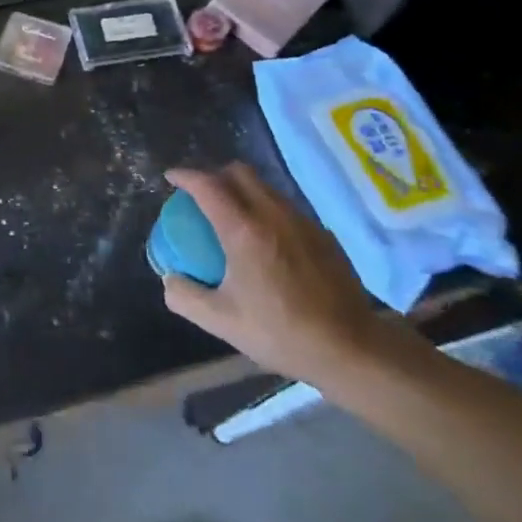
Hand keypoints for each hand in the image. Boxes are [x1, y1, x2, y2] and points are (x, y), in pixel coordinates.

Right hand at [160, 163, 409, 386]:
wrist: (350, 348)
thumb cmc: (281, 332)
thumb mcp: (222, 322)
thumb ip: (186, 297)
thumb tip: (170, 278)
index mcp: (243, 230)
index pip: (207, 185)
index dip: (185, 176)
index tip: (171, 178)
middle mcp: (272, 214)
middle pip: (239, 172)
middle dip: (215, 174)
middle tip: (201, 195)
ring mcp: (302, 221)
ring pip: (265, 187)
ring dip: (242, 190)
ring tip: (232, 215)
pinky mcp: (322, 234)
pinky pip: (286, 206)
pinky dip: (266, 209)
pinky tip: (267, 240)